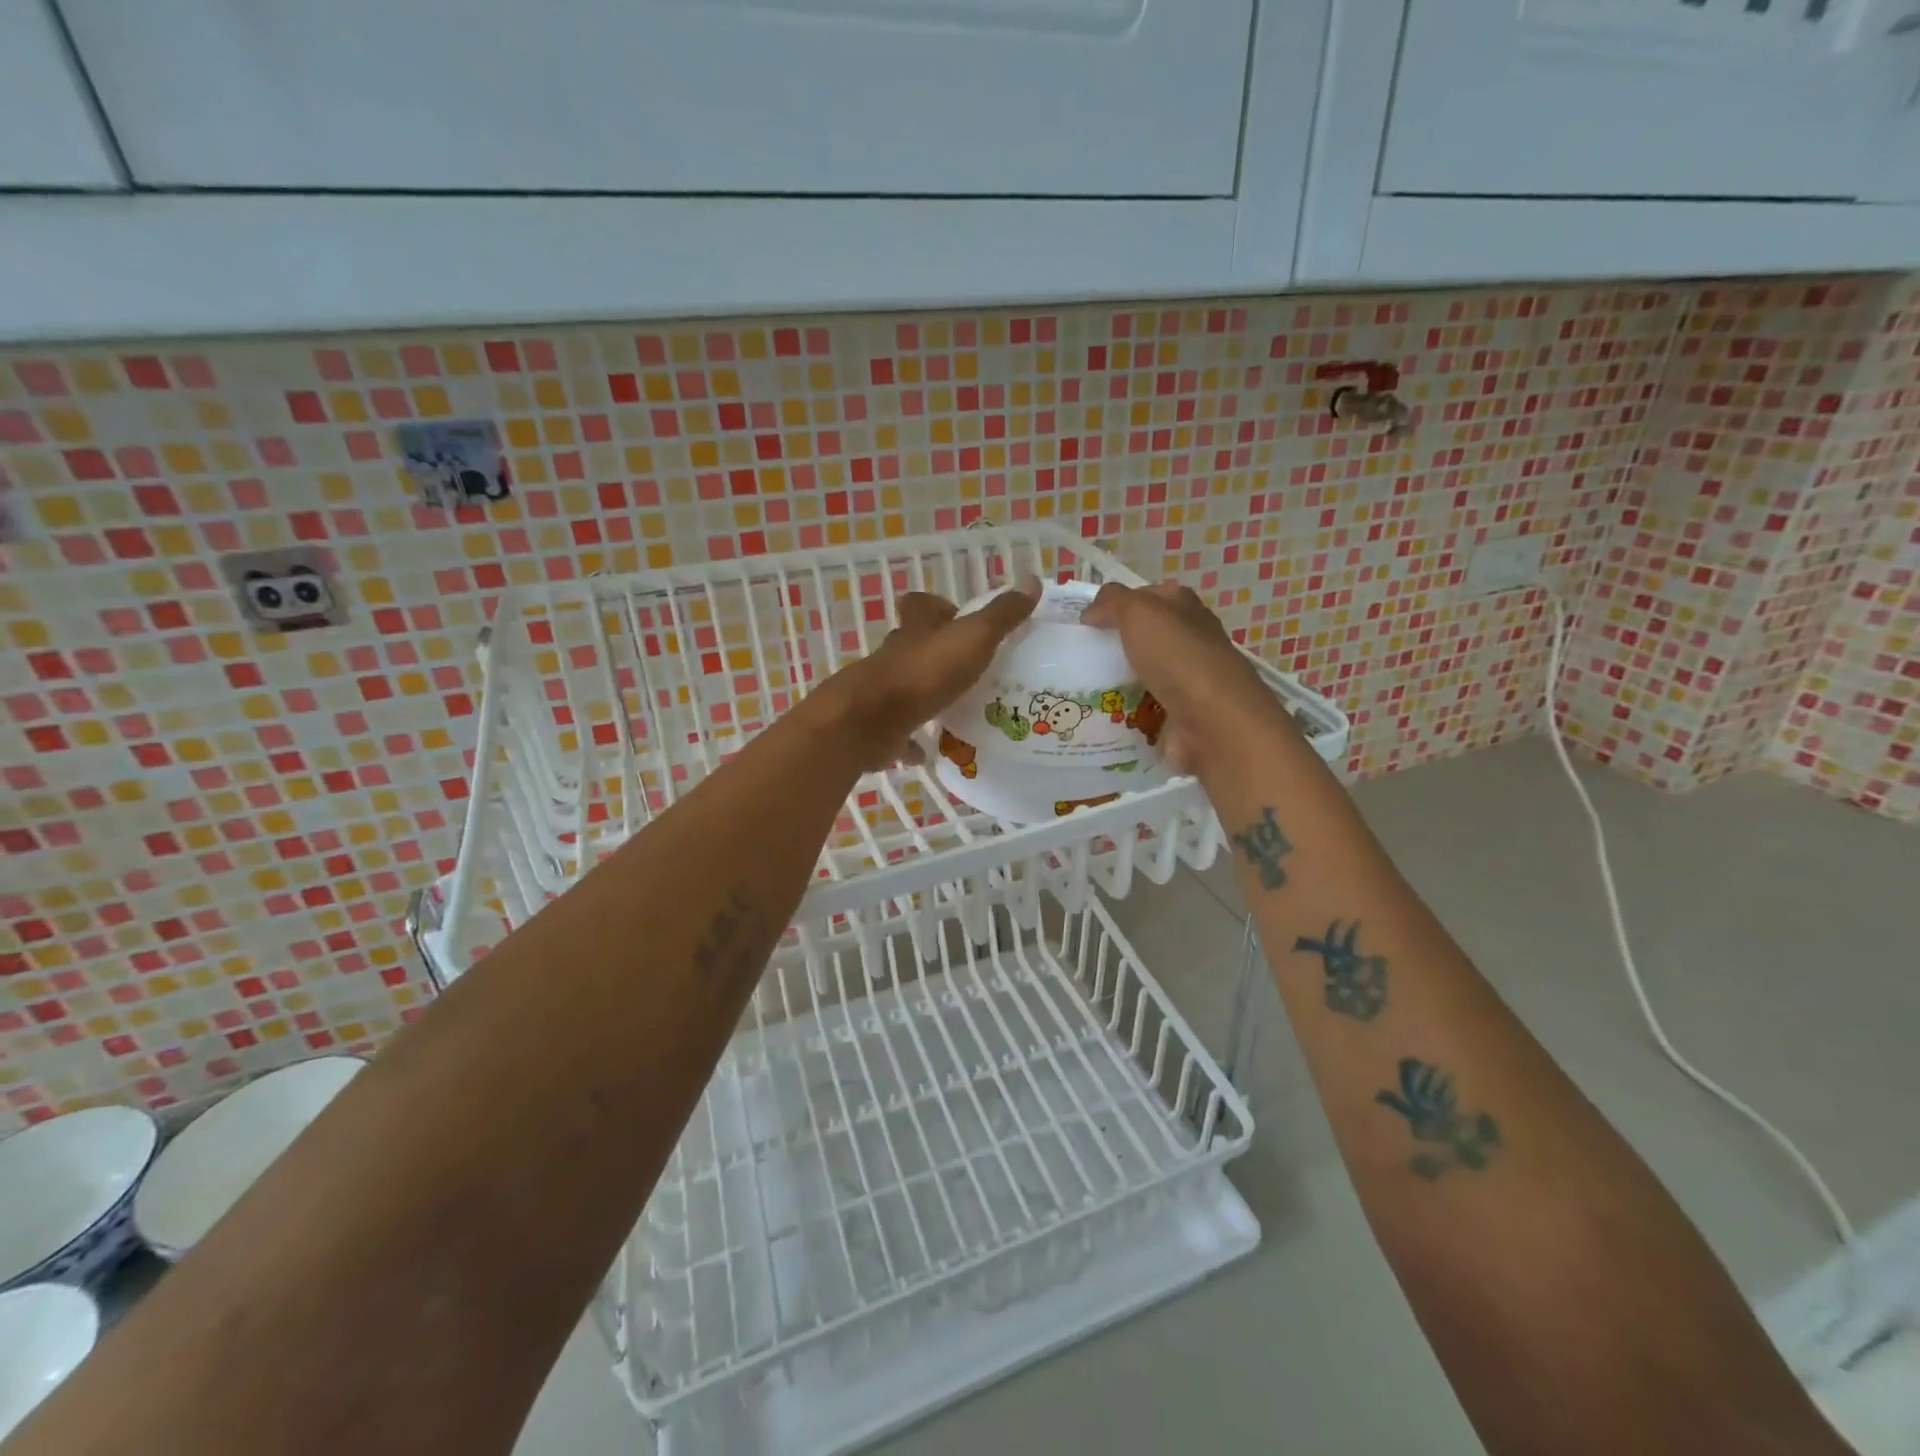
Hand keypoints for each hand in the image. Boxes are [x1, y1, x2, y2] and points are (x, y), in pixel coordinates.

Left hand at [819, 579, 1039, 770]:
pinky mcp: (878, 726)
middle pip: (913, 646)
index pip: (921, 605)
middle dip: (935, 654)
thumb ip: (1001, 615)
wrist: (870, 721)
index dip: (937, 606)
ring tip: (958, 709)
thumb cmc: (924, 673)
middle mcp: (895, 656)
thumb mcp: (972, 638)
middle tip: (968, 669)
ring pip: (906, 687)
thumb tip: (1032, 581)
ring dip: (926, 694)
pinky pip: (898, 731)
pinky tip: (929, 750)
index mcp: (916, 630)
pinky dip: (911, 740)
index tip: (956, 615)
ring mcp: (883, 692)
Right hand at [1081, 580, 1285, 774]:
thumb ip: (1112, 603)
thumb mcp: (1139, 612)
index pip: (1149, 597)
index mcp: (1185, 609)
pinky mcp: (1179, 716)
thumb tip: (1091, 613)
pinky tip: (1102, 717)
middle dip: (1115, 646)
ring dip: (1116, 683)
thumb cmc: (1177, 656)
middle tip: (1079, 657)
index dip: (1119, 604)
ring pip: (1142, 676)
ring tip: (1081, 690)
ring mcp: (1186, 681)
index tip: (1087, 622)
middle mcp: (1189, 641)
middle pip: (1145, 638)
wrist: (1212, 720)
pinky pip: (1143, 711)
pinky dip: (1125, 714)